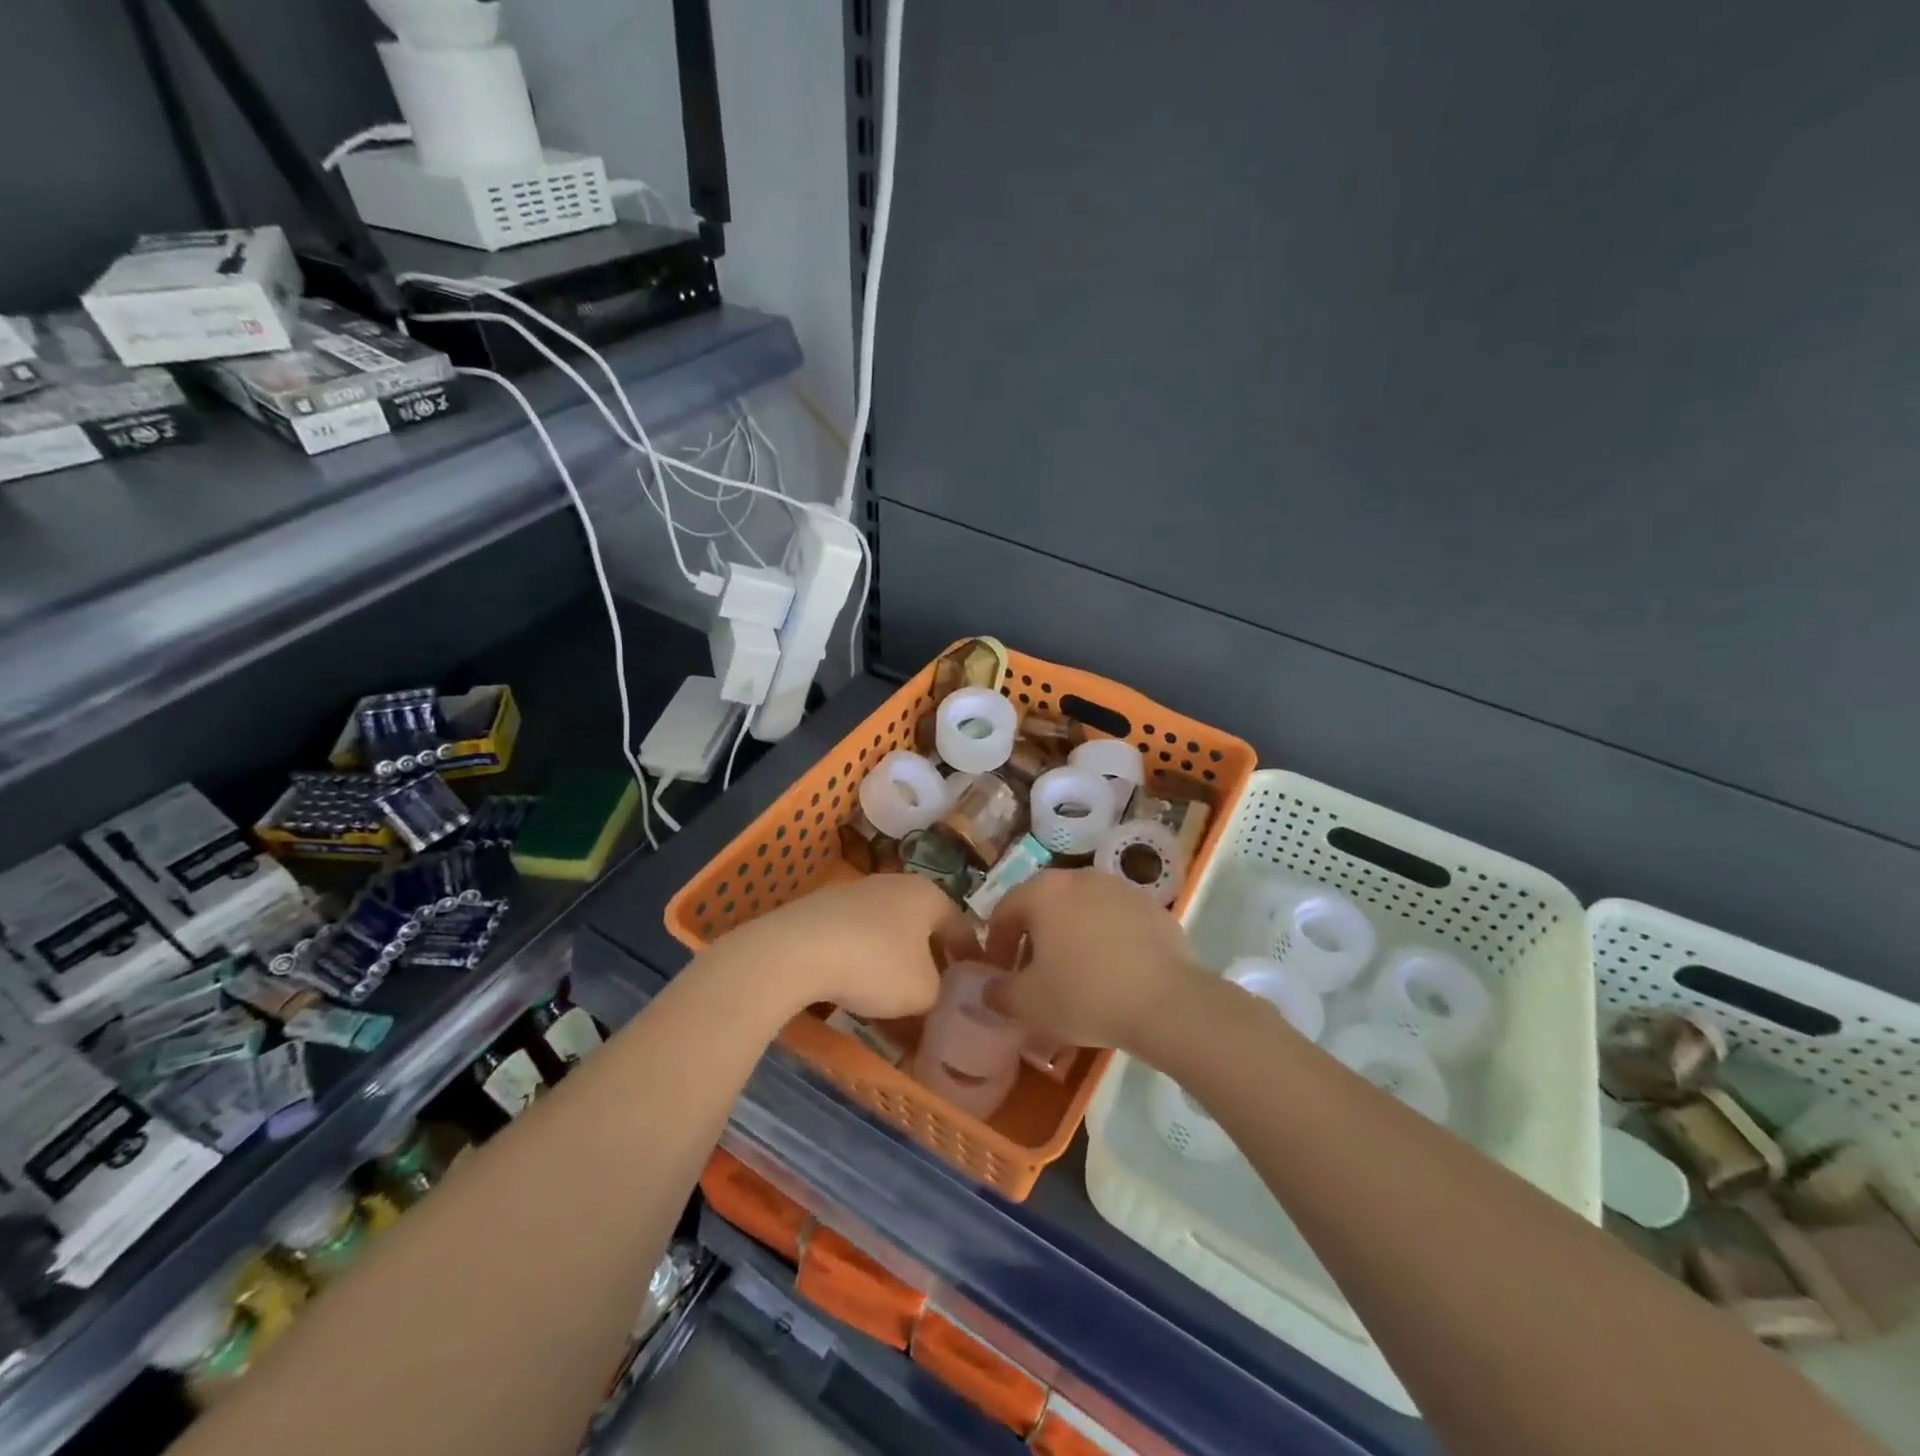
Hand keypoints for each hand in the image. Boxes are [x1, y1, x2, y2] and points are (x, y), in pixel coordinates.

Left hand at [715, 874, 958, 1020]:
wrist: (798, 950)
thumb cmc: (876, 965)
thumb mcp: (924, 993)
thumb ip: (942, 997)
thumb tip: (940, 1001)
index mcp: (929, 895)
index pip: (962, 927)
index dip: (970, 960)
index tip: (972, 990)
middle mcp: (896, 884)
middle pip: (923, 928)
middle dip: (930, 963)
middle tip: (935, 998)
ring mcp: (857, 893)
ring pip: (889, 933)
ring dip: (895, 965)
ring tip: (893, 1001)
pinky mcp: (824, 909)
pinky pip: (857, 938)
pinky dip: (863, 962)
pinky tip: (855, 989)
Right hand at [973, 870, 1205, 1051]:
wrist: (1166, 1001)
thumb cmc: (1084, 995)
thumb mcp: (1028, 1004)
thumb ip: (999, 993)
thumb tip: (991, 988)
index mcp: (1043, 892)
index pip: (1005, 910)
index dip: (997, 943)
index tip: (1000, 973)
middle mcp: (1079, 877)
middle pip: (1044, 904)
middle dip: (1034, 937)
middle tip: (1035, 972)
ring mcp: (1119, 888)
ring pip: (1081, 909)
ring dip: (1071, 934)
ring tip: (1076, 972)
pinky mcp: (1151, 906)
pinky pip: (1115, 920)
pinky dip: (1105, 939)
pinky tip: (1113, 971)